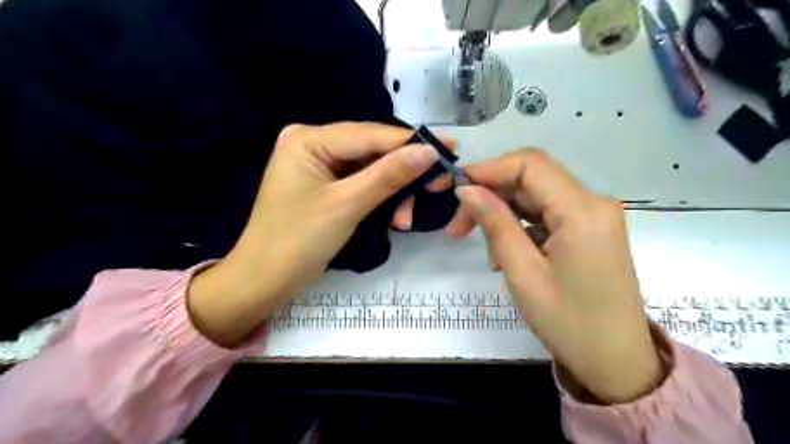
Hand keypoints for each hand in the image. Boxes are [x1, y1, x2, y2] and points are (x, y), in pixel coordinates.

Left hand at [187, 122, 440, 348]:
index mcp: (308, 139)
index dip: (411, 142)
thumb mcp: (347, 206)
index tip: (449, 148)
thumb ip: (388, 175)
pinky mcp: (324, 185)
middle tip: (438, 187)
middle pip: (372, 150)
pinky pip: (361, 184)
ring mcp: (318, 165)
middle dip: (403, 174)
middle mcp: (313, 144)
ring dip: (393, 193)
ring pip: (370, 170)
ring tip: (405, 221)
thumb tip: (429, 151)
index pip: (370, 134)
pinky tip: (394, 217)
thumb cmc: (298, 242)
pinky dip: (379, 200)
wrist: (264, 282)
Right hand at [447, 149, 662, 401]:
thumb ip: (495, 224)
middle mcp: (593, 203)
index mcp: (582, 211)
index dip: (489, 168)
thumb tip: (467, 190)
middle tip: (458, 226)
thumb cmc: (568, 323)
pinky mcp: (589, 230)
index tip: (456, 188)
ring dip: (503, 213)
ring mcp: (593, 216)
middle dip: (491, 195)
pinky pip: (547, 214)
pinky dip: (521, 226)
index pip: (530, 164)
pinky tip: (507, 253)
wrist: (616, 362)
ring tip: (484, 249)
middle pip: (532, 179)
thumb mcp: (523, 273)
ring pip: (536, 196)